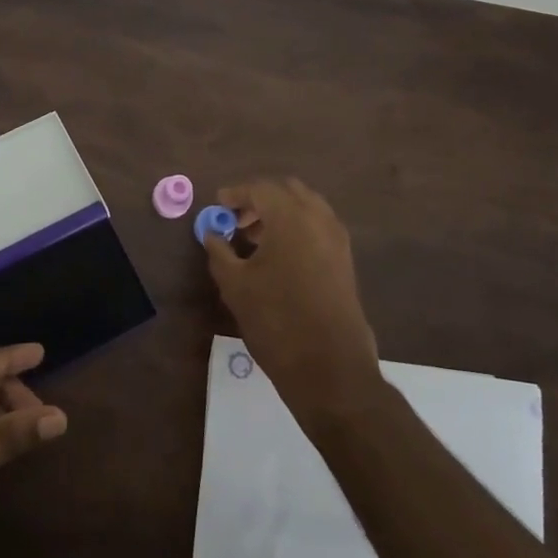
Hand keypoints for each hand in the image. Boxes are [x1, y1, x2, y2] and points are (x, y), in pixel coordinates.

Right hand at [202, 178, 381, 422]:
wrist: (330, 367)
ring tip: (254, 240)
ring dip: (280, 214)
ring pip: (306, 208)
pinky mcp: (345, 260)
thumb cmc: (276, 320)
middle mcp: (318, 219)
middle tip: (236, 220)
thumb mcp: (235, 285)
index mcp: (290, 217)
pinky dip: (297, 229)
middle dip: (260, 200)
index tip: (217, 205)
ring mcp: (337, 239)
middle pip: (287, 192)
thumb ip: (219, 251)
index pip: (260, 189)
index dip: (235, 194)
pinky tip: (278, 256)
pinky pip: (318, 228)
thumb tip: (211, 233)